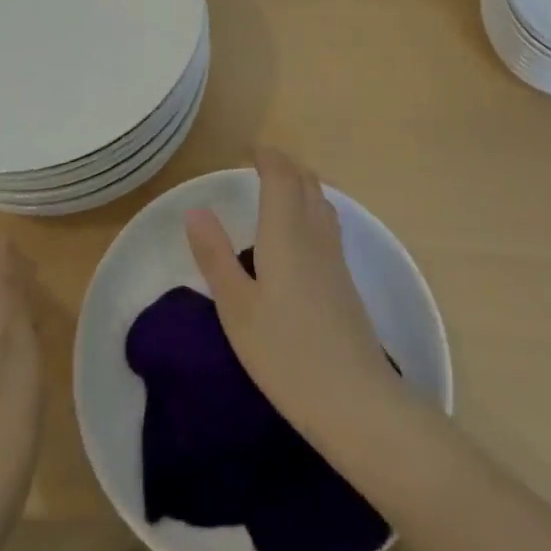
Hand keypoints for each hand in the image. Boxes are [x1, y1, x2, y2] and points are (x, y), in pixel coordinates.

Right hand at [185, 147, 401, 443]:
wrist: (355, 400)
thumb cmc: (285, 353)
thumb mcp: (236, 308)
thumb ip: (215, 256)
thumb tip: (195, 209)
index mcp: (286, 233)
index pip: (281, 177)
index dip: (268, 157)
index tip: (250, 150)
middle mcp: (315, 235)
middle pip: (306, 183)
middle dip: (285, 166)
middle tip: (261, 163)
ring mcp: (335, 258)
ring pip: (321, 201)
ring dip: (301, 184)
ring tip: (280, 188)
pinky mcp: (346, 281)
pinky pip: (328, 223)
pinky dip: (312, 208)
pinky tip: (302, 232)